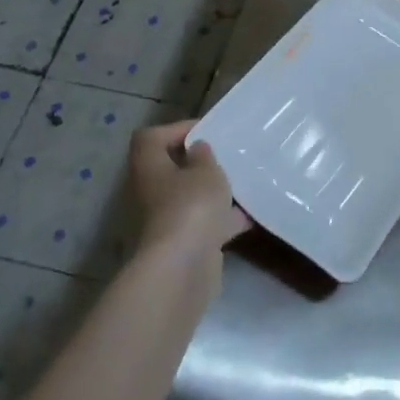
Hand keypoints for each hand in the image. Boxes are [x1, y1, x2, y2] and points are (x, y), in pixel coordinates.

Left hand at [128, 121, 250, 265]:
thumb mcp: (206, 171)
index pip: (150, 138)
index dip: (175, 129)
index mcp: (150, 167)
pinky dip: (223, 220)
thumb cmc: (191, 207)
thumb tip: (197, 149)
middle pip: (171, 169)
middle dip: (199, 163)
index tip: (204, 131)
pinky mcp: (183, 245)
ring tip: (241, 183)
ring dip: (212, 192)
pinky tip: (250, 215)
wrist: (183, 270)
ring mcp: (166, 221)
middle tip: (225, 156)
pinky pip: (204, 224)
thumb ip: (204, 156)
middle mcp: (152, 192)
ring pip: (189, 198)